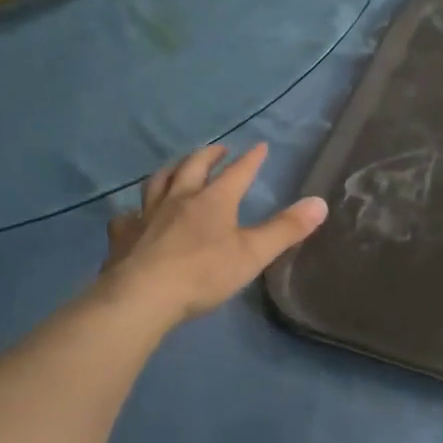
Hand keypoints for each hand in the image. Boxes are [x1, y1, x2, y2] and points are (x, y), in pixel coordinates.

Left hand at [98, 142, 327, 327]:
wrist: (143, 296)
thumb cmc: (203, 273)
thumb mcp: (253, 254)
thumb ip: (286, 229)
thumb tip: (320, 203)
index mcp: (213, 201)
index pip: (237, 173)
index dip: (250, 160)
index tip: (260, 146)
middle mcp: (179, 199)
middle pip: (193, 167)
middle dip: (208, 156)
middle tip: (218, 150)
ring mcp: (146, 215)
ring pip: (158, 183)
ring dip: (171, 171)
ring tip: (177, 168)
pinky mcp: (123, 237)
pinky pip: (126, 217)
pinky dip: (132, 212)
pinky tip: (131, 216)